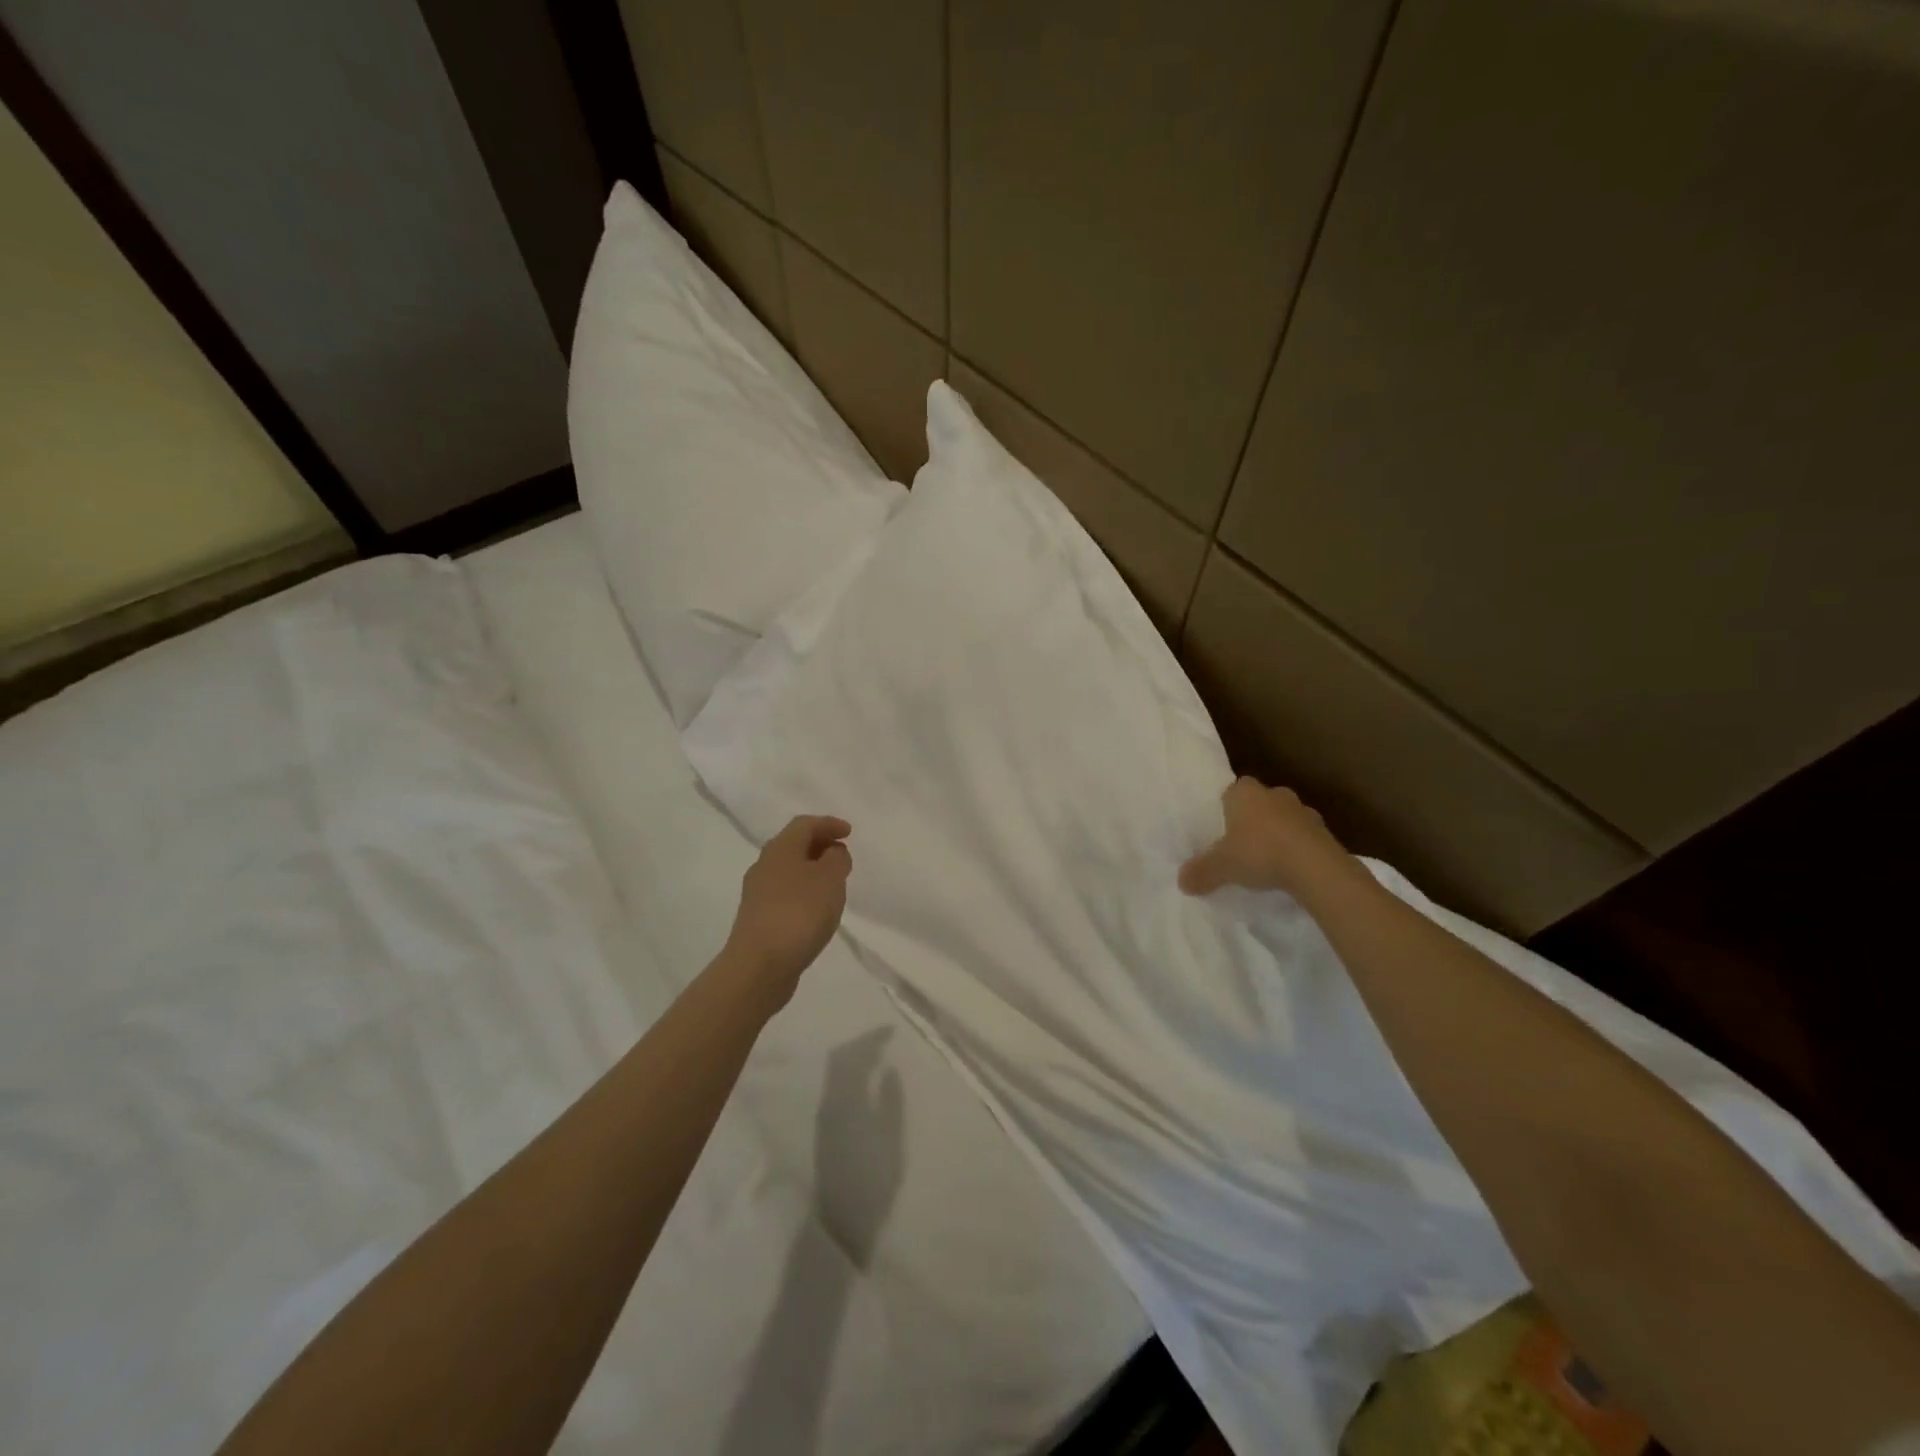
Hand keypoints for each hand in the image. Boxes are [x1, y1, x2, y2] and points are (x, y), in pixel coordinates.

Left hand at [724, 815, 852, 1008]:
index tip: (849, 832)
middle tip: (842, 854)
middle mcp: (764, 865)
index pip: (805, 824)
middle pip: (793, 845)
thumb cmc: (799, 914)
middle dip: (819, 845)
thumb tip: (832, 852)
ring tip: (834, 883)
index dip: (828, 824)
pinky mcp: (758, 918)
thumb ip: (837, 859)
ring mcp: (758, 893)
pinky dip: (803, 891)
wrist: (759, 966)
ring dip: (812, 870)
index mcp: (780, 848)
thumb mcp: (830, 879)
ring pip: (788, 870)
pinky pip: (785, 893)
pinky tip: (816, 909)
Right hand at [1178, 777, 1358, 899]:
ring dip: (1277, 832)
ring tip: (1267, 858)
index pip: (1233, 790)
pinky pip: (1303, 836)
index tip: (1222, 826)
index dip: (1227, 806)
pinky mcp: (1324, 831)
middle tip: (1241, 843)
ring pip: (1283, 817)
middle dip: (1252, 818)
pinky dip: (1296, 847)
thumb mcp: (1221, 866)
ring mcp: (1303, 811)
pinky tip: (1290, 868)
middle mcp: (1274, 794)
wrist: (1315, 867)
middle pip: (1259, 802)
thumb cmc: (1259, 853)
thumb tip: (1182, 882)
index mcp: (1245, 793)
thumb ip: (1201, 872)